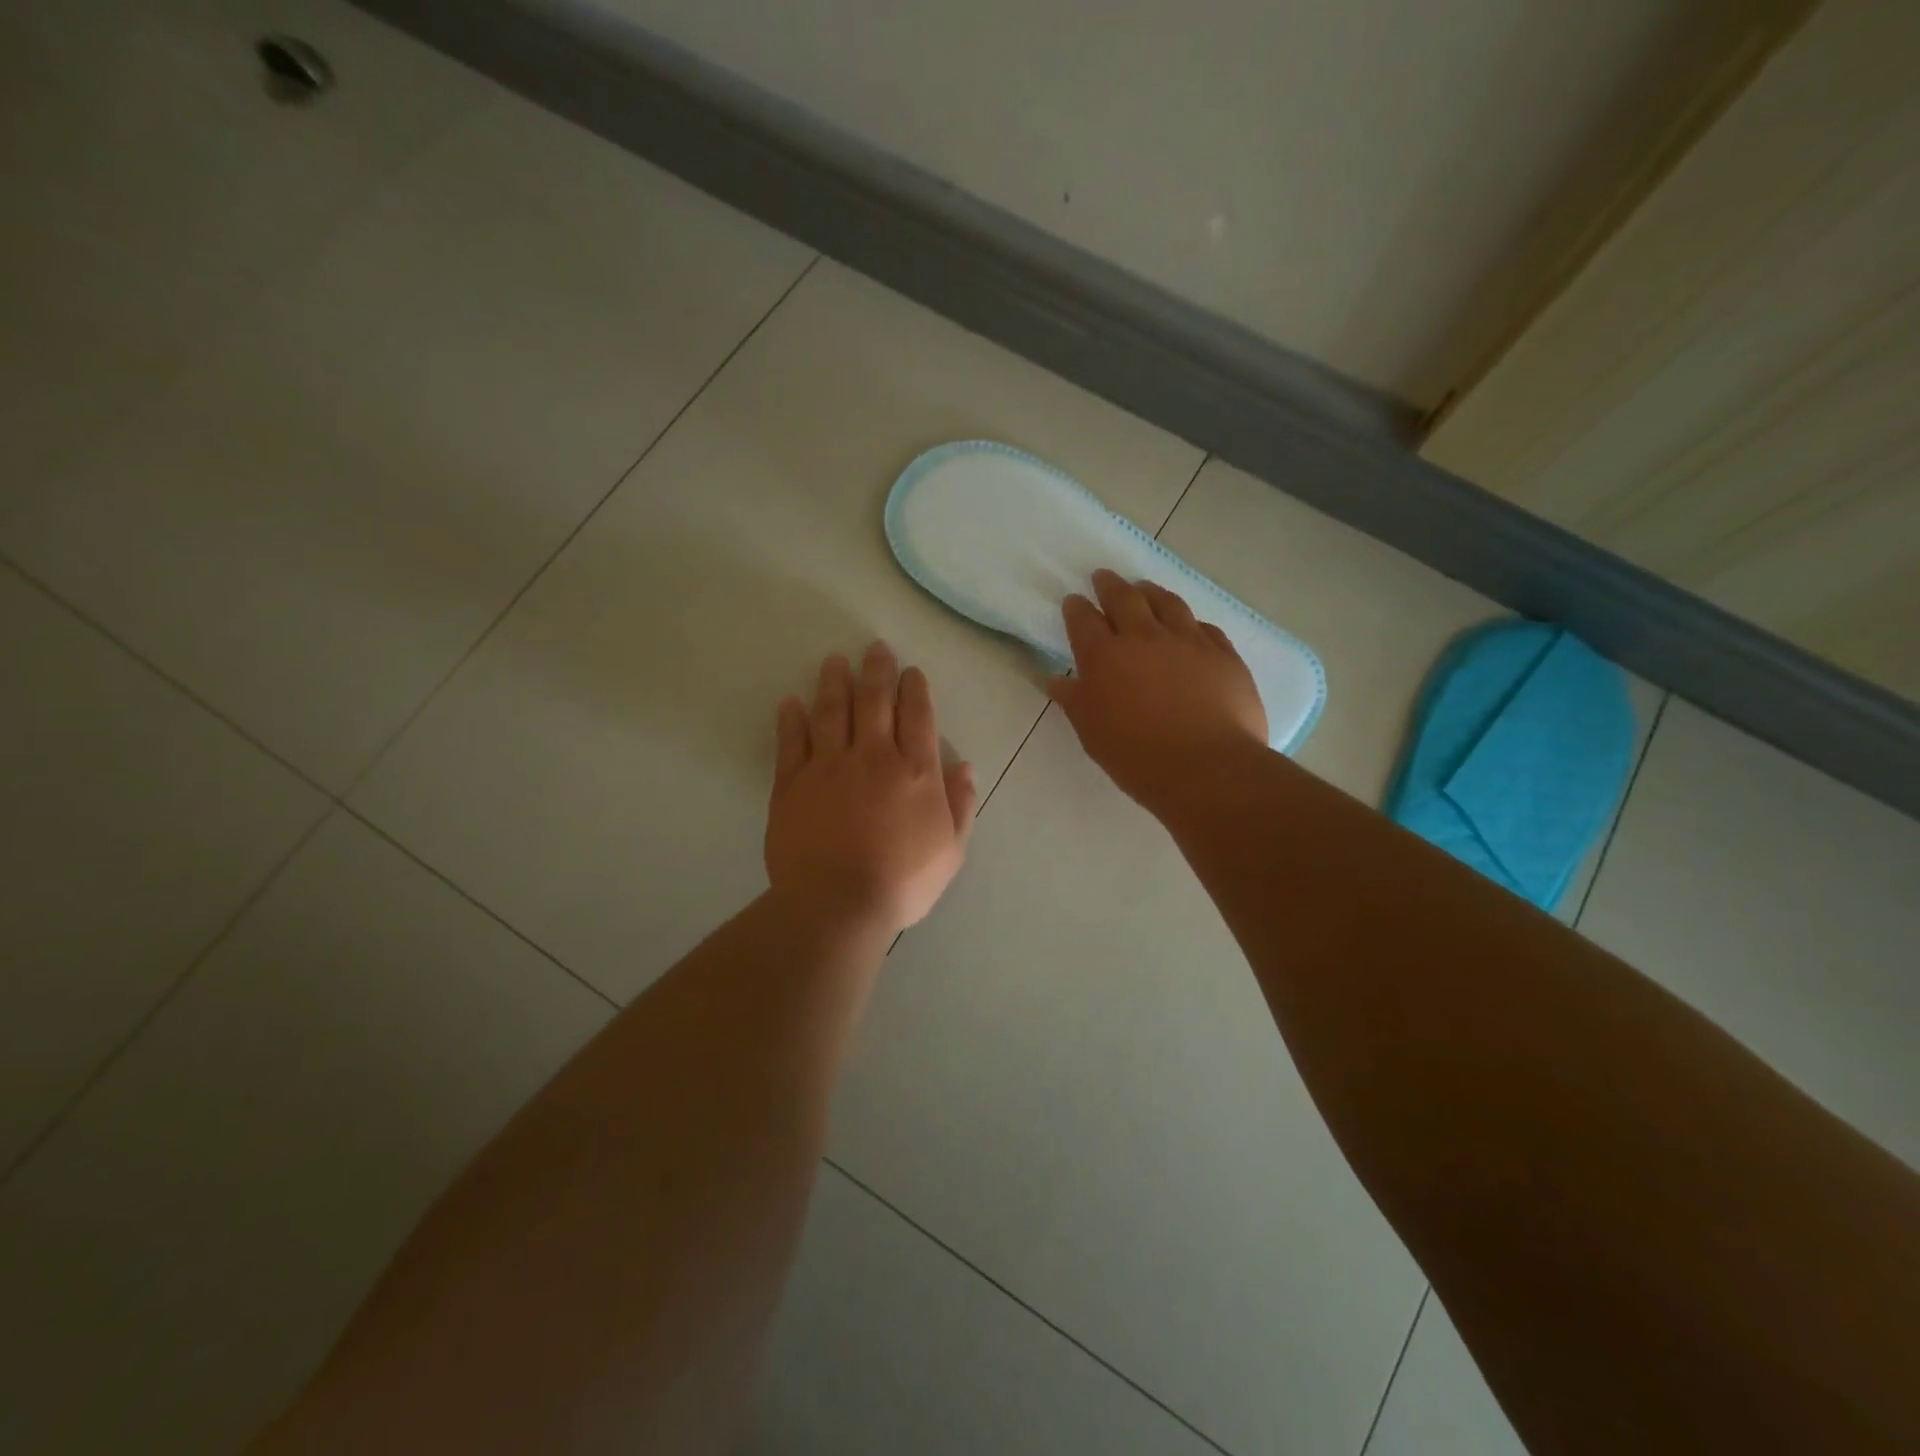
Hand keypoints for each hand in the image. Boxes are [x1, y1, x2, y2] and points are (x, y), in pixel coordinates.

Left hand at [766, 642, 976, 935]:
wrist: (837, 903)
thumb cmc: (903, 881)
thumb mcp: (951, 849)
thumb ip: (960, 804)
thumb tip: (963, 765)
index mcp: (915, 771)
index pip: (917, 715)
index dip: (914, 688)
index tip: (909, 671)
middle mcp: (873, 756)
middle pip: (874, 701)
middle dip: (876, 670)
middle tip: (874, 648)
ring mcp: (829, 766)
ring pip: (831, 711)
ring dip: (833, 682)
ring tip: (834, 662)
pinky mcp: (792, 783)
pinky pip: (791, 741)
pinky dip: (790, 719)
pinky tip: (790, 702)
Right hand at [1046, 570, 1268, 812]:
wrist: (1208, 768)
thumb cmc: (1138, 756)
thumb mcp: (1093, 734)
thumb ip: (1075, 701)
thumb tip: (1056, 679)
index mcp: (1105, 657)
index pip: (1084, 621)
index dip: (1076, 608)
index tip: (1074, 601)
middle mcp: (1144, 637)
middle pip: (1124, 599)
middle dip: (1110, 585)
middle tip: (1104, 577)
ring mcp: (1188, 641)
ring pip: (1167, 603)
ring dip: (1151, 592)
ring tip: (1144, 588)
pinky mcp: (1223, 653)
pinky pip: (1204, 627)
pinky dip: (1190, 622)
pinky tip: (1189, 626)